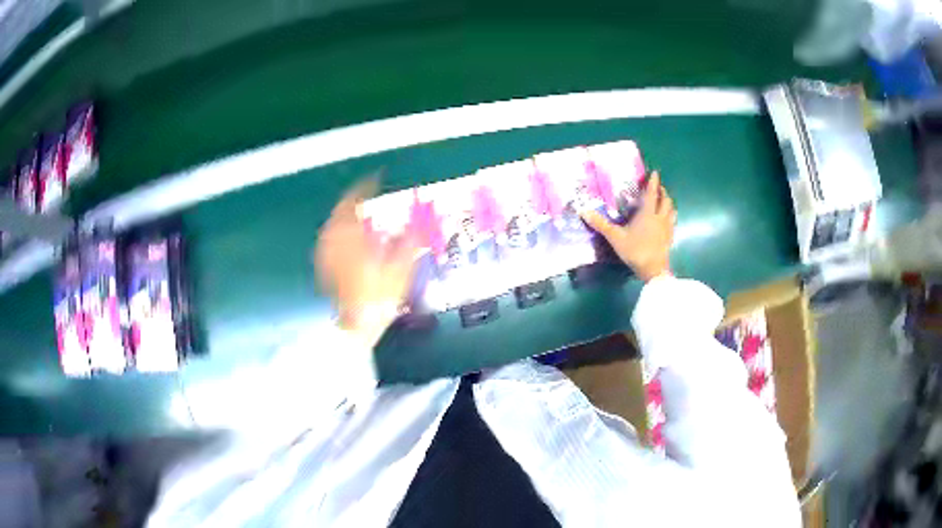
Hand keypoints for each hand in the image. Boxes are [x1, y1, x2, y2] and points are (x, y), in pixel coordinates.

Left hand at [314, 180, 417, 346]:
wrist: (356, 323)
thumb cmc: (378, 296)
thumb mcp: (401, 268)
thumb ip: (408, 241)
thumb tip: (418, 221)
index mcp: (354, 236)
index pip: (356, 201)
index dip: (366, 187)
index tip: (375, 178)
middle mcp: (337, 240)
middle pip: (341, 210)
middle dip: (353, 198)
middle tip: (365, 193)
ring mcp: (328, 253)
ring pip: (333, 222)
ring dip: (344, 213)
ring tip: (356, 210)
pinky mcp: (325, 264)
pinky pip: (329, 237)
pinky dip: (337, 229)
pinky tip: (344, 233)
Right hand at [581, 171, 675, 281]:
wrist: (653, 270)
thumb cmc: (635, 250)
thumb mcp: (615, 237)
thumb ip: (601, 224)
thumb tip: (584, 211)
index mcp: (647, 213)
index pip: (651, 193)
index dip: (653, 182)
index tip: (655, 173)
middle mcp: (659, 217)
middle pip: (665, 200)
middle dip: (662, 192)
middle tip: (658, 188)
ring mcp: (667, 228)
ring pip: (671, 210)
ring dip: (668, 203)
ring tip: (665, 201)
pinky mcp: (670, 238)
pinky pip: (673, 222)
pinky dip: (671, 216)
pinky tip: (668, 220)